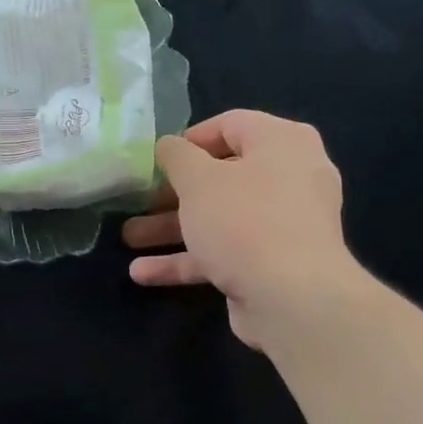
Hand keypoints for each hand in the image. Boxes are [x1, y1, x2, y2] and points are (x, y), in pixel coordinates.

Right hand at [121, 110, 367, 349]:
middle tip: (138, 202)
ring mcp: (283, 224)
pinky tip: (144, 274)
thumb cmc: (244, 221)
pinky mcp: (272, 264)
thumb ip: (176, 156)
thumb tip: (167, 146)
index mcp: (281, 143)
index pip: (231, 125)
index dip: (188, 139)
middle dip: (172, 193)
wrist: (292, 299)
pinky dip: (189, 260)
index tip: (156, 160)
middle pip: (221, 176)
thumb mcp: (198, 180)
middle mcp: (289, 178)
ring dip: (172, 228)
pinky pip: (225, 252)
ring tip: (130, 238)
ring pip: (219, 218)